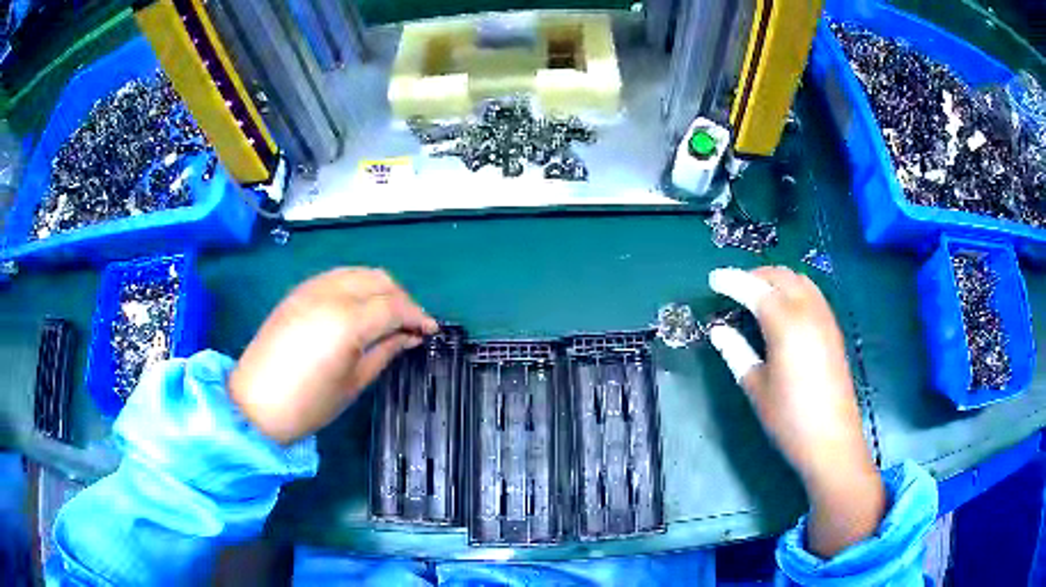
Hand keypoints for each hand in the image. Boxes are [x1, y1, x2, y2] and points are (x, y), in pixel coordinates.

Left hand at [229, 268, 437, 444]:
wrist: (255, 403)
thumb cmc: (307, 404)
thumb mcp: (353, 382)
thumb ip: (385, 352)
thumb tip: (410, 336)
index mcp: (347, 321)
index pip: (394, 306)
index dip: (417, 316)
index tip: (430, 330)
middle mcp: (330, 294)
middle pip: (379, 280)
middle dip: (402, 298)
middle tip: (410, 324)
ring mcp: (311, 288)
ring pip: (359, 272)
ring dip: (380, 288)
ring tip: (387, 315)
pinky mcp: (298, 292)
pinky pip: (337, 276)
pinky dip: (357, 286)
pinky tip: (359, 308)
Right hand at [708, 267, 884, 557]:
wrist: (832, 441)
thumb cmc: (789, 418)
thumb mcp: (756, 387)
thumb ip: (736, 352)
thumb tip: (718, 330)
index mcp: (785, 324)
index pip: (755, 289)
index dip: (732, 280)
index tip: (713, 278)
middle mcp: (808, 312)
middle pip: (781, 276)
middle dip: (755, 274)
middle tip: (734, 286)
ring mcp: (825, 319)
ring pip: (800, 280)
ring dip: (777, 279)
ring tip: (758, 293)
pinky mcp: (834, 330)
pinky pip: (813, 294)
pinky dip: (794, 289)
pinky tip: (785, 308)